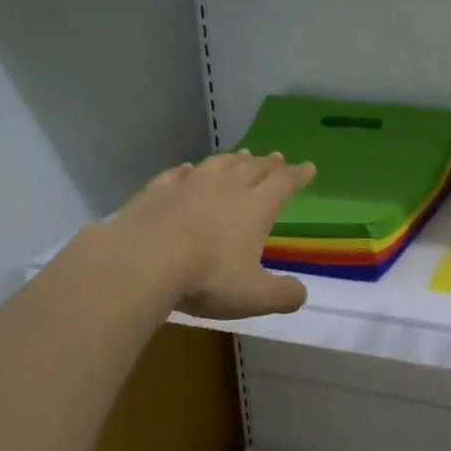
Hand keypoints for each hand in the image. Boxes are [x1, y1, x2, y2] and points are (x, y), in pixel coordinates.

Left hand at [101, 150, 315, 318]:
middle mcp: (225, 188)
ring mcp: (188, 186)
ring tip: (241, 155)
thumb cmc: (208, 277)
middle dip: (268, 164)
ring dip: (233, 160)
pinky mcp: (156, 192)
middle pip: (252, 168)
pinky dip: (186, 170)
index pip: (283, 184)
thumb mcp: (255, 296)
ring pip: (217, 165)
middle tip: (276, 157)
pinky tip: (186, 168)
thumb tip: (300, 294)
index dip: (297, 176)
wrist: (143, 262)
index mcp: (254, 207)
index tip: (308, 167)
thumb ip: (283, 295)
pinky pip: (176, 174)